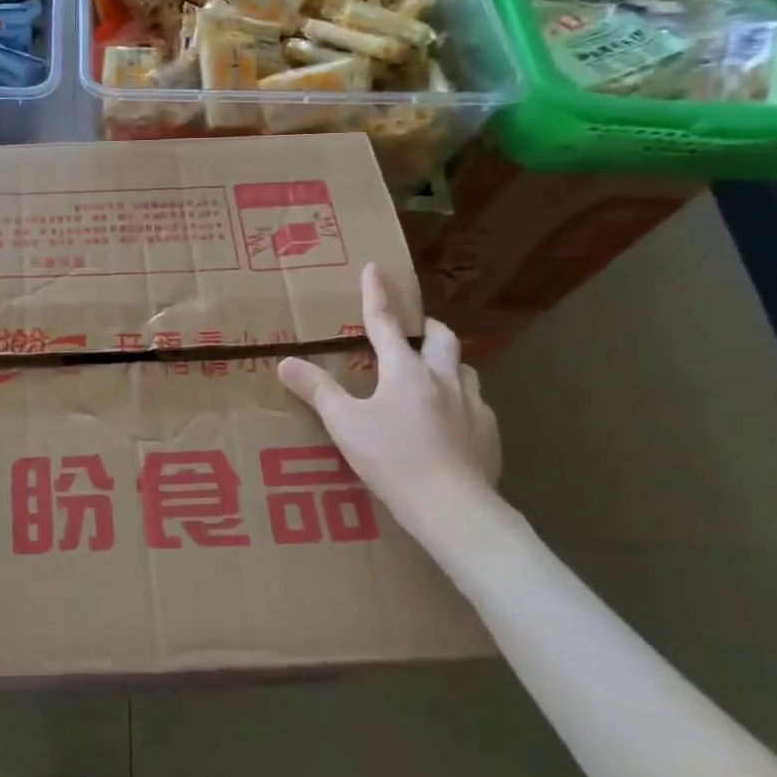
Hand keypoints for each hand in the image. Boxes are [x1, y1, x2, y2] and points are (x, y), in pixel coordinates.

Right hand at [278, 264, 500, 540]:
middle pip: (441, 338)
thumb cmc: (394, 459)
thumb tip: (287, 362)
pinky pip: (475, 404)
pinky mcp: (489, 434)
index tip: (375, 268)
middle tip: (413, 331)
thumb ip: (317, 391)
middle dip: (426, 327)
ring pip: (464, 368)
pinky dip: (460, 400)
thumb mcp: (345, 425)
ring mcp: (472, 406)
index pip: (386, 323)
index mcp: (405, 371)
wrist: (455, 509)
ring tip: (431, 375)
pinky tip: (450, 421)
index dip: (377, 294)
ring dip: (447, 363)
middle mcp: (443, 379)